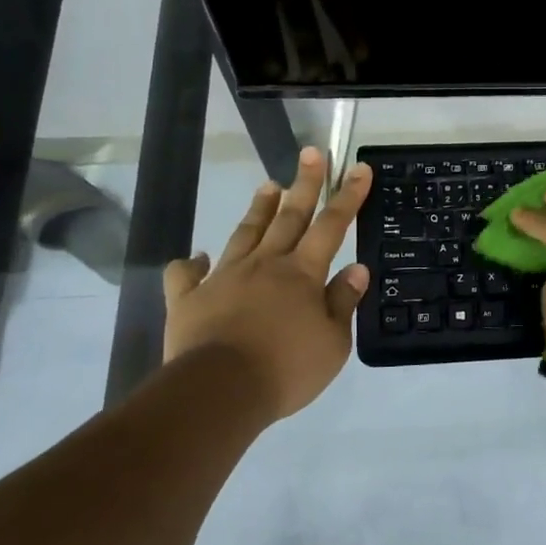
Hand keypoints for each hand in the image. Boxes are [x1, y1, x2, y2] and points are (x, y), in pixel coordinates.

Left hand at [160, 148, 371, 420]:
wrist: (219, 391)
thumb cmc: (286, 368)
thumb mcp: (333, 343)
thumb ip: (343, 302)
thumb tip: (357, 268)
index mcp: (302, 273)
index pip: (332, 225)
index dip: (348, 195)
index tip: (359, 167)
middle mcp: (265, 264)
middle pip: (289, 216)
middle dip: (304, 183)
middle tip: (311, 153)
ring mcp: (223, 277)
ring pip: (244, 234)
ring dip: (259, 209)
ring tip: (267, 185)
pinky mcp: (189, 298)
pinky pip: (186, 276)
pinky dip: (190, 264)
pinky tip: (194, 257)